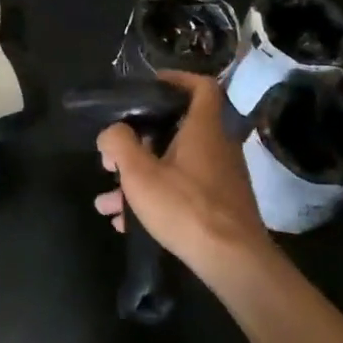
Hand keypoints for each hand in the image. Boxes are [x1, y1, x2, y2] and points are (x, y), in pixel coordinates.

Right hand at [94, 72, 270, 276]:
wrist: (234, 263)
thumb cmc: (186, 207)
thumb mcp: (139, 173)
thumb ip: (119, 143)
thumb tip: (111, 132)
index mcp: (203, 129)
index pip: (201, 86)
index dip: (177, 79)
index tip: (150, 86)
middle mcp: (217, 147)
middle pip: (177, 130)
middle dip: (140, 141)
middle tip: (115, 152)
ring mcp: (221, 179)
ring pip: (174, 166)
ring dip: (140, 177)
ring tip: (107, 199)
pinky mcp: (221, 207)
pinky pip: (182, 191)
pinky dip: (156, 198)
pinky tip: (126, 223)